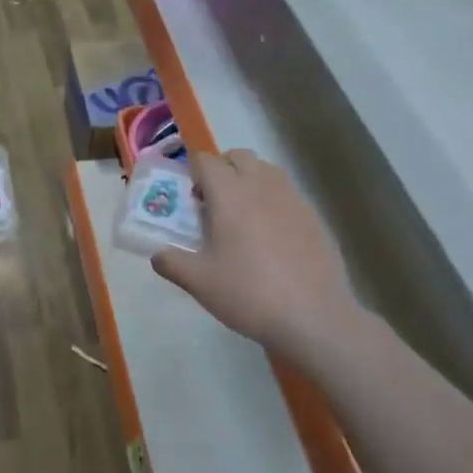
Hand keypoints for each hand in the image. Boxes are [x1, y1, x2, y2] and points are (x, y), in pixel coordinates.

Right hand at [152, 150, 355, 359]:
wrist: (313, 316)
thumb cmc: (248, 293)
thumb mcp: (199, 283)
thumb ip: (171, 263)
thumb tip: (158, 255)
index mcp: (230, 193)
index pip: (205, 161)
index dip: (193, 172)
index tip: (188, 198)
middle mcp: (262, 185)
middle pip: (239, 156)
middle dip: (222, 170)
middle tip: (213, 204)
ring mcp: (293, 198)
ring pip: (267, 170)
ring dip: (249, 181)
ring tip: (242, 218)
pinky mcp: (314, 216)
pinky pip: (287, 193)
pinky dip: (273, 201)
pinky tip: (271, 238)